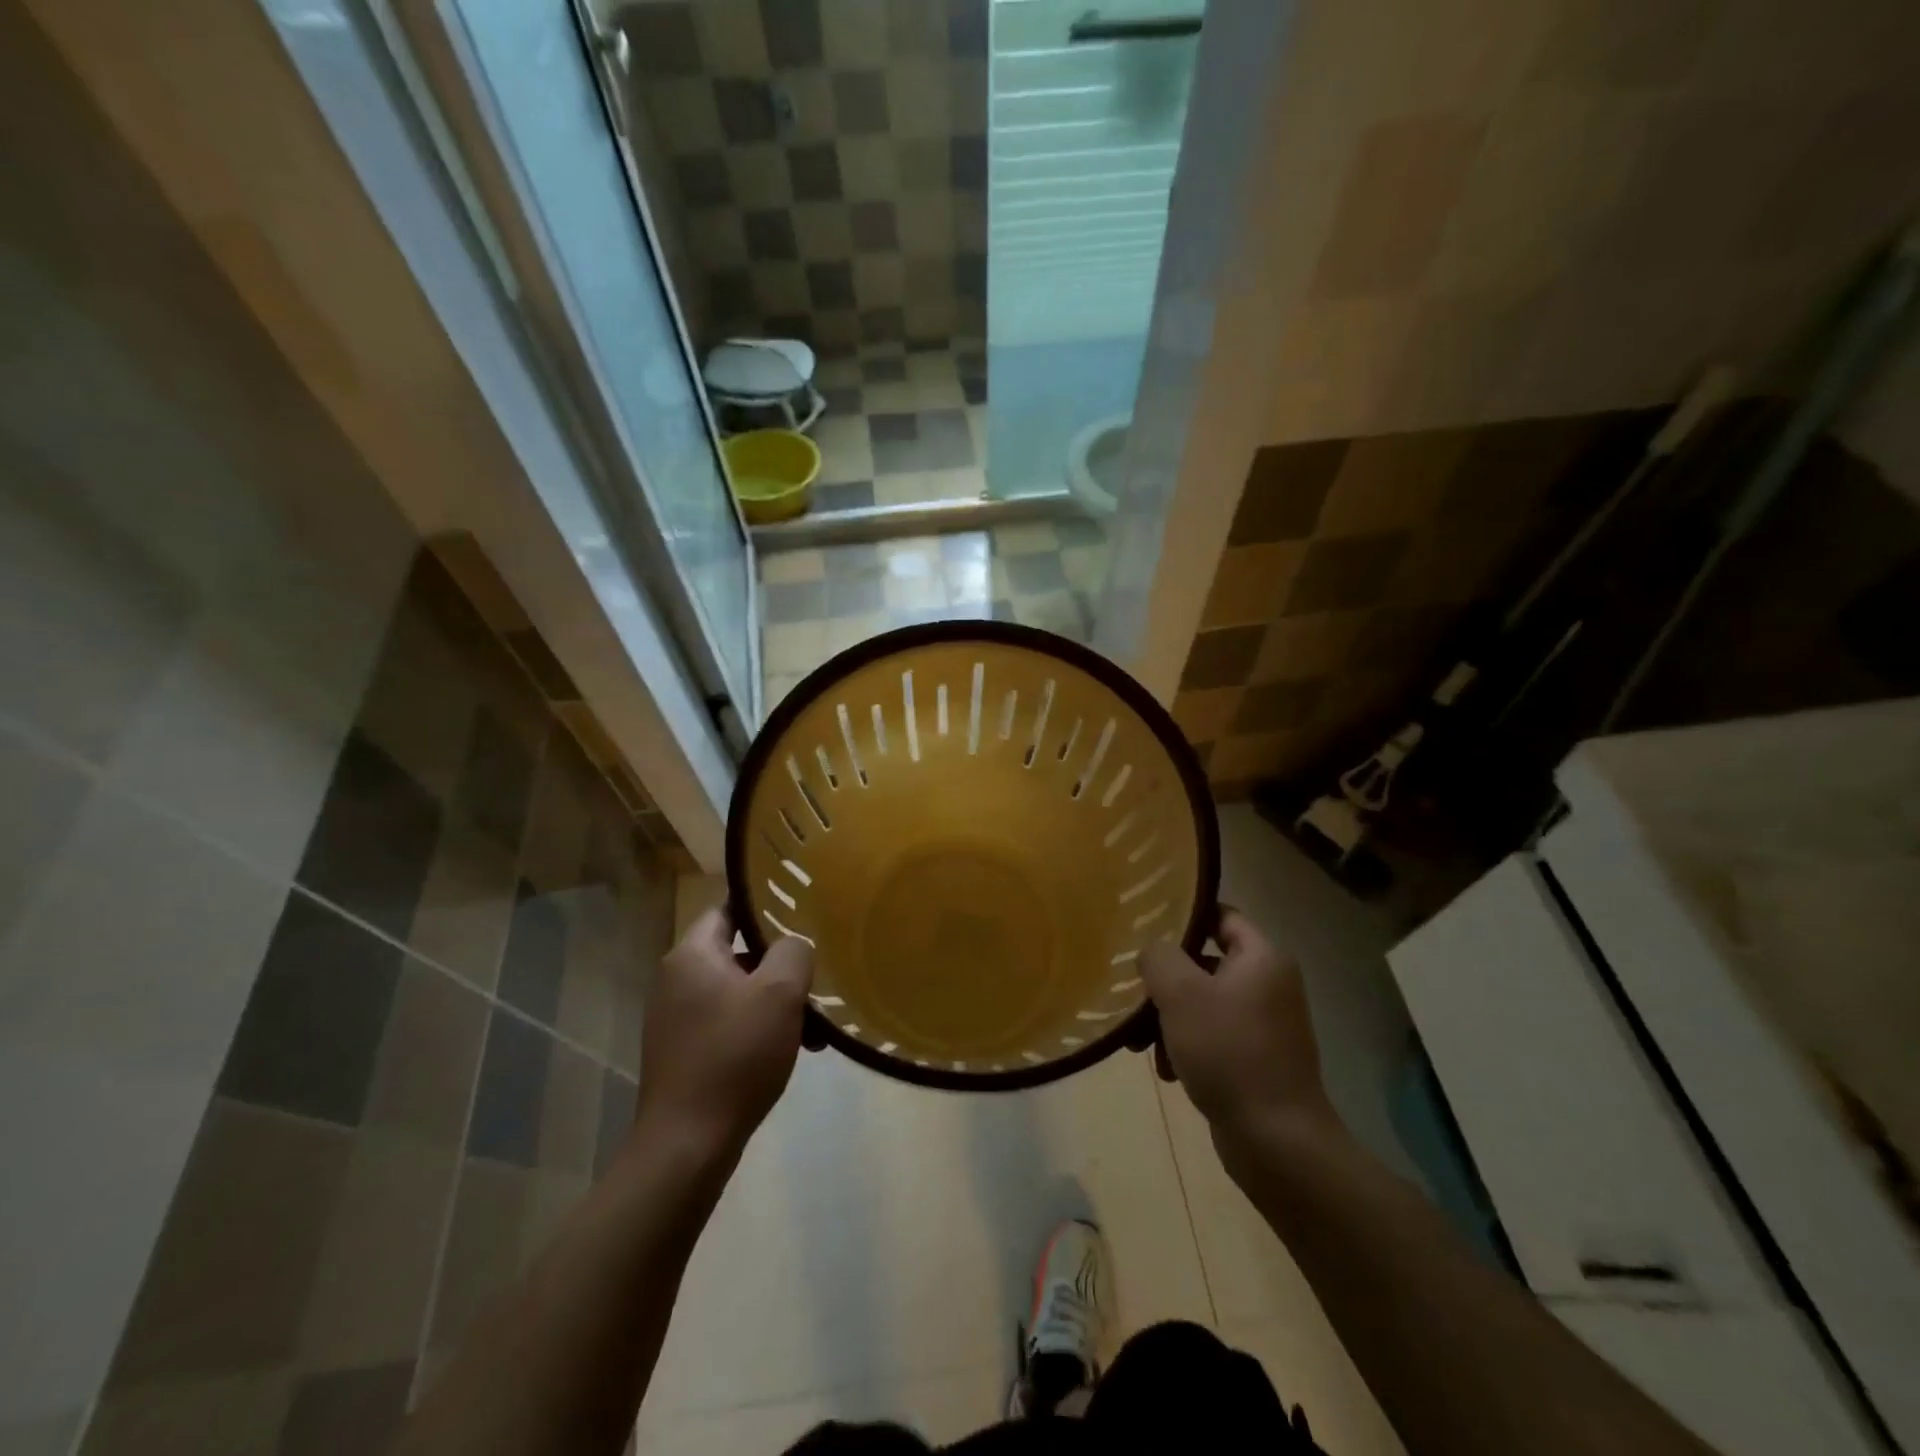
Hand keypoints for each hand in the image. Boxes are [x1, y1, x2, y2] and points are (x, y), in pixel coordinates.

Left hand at [633, 908, 812, 1162]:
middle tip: (816, 974)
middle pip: (739, 952)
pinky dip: (760, 1029)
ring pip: (740, 992)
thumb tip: (793, 945)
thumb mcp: (778, 994)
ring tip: (815, 1026)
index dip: (765, 906)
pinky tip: (793, 1051)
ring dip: (776, 1002)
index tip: (801, 912)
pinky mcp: (685, 1052)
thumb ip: (793, 952)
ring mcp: (678, 1019)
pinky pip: (731, 1024)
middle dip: (781, 965)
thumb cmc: (734, 1055)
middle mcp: (677, 980)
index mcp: (692, 955)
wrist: (687, 1144)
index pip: (728, 908)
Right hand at [1140, 910, 1337, 1165]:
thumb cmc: (1228, 1051)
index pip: (1221, 916)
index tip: (1146, 926)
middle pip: (1205, 963)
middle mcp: (1269, 986)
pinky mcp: (1257, 1061)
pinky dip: (1186, 1047)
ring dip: (1169, 1019)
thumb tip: (1153, 952)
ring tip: (1141, 1043)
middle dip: (1166, 980)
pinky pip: (1213, 1038)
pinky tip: (1167, 1071)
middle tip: (1135, 992)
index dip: (1184, 916)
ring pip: (1204, 1004)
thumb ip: (1159, 957)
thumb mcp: (1180, 993)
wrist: (1276, 1141)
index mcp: (1262, 959)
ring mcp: (1265, 1026)